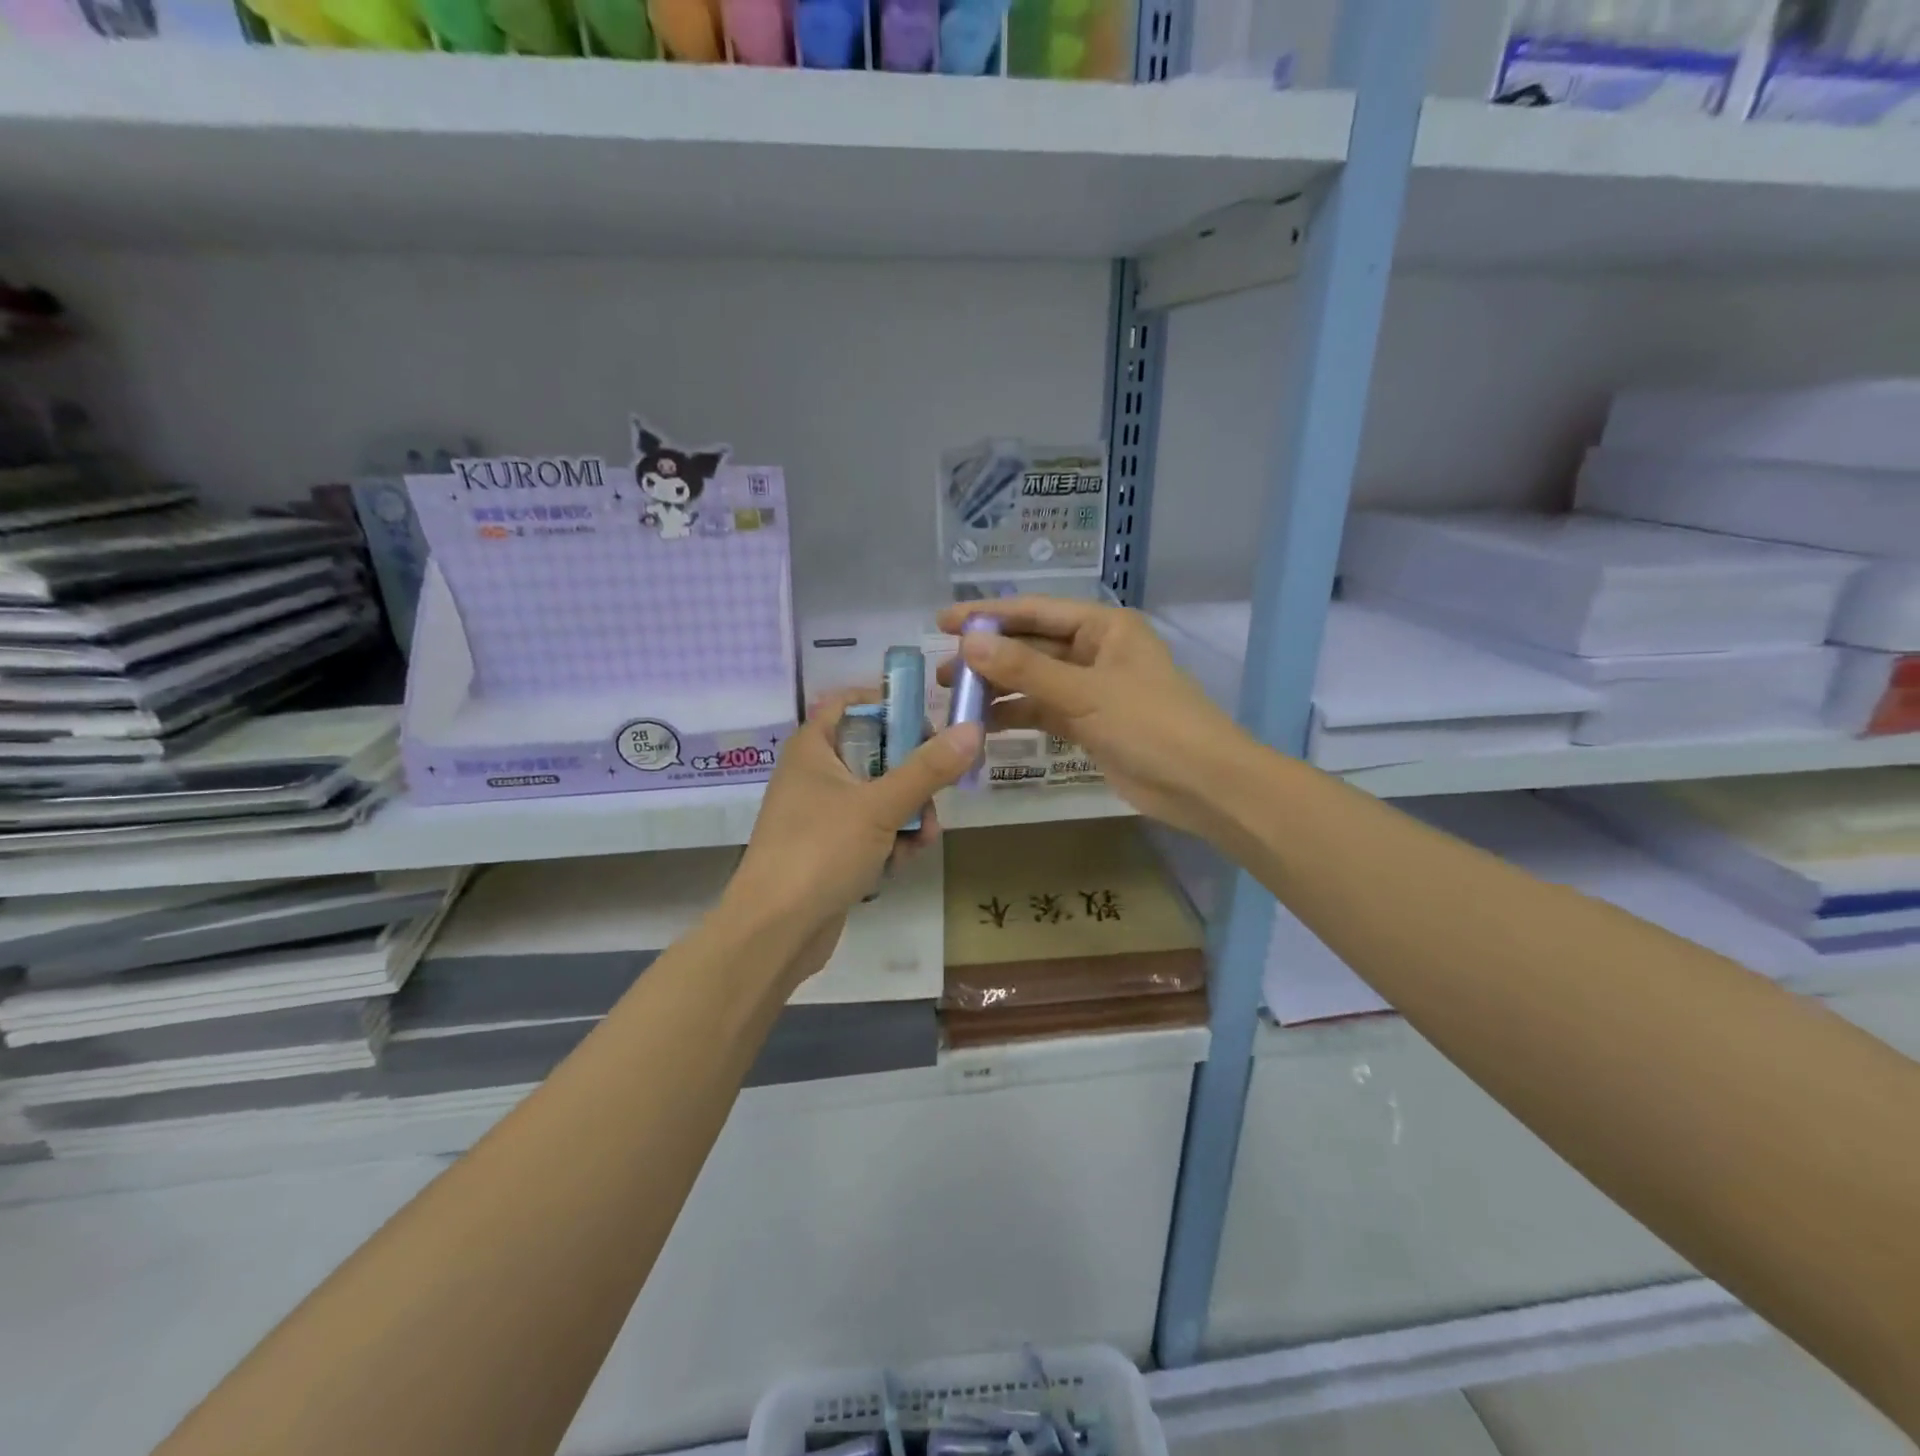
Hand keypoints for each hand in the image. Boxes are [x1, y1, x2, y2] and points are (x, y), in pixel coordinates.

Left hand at [728, 690, 983, 965]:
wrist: (774, 932)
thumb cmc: (820, 852)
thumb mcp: (880, 806)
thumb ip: (928, 768)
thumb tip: (972, 728)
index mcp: (813, 748)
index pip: (850, 703)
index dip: (889, 705)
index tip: (928, 723)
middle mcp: (815, 774)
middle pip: (876, 753)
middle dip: (913, 777)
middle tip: (938, 793)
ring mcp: (821, 814)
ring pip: (880, 796)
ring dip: (909, 815)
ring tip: (921, 841)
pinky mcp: (830, 849)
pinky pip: (871, 831)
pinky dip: (890, 842)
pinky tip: (901, 864)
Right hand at [935, 596, 1252, 838]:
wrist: (1201, 784)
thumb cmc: (1150, 725)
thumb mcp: (1085, 692)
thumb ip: (1025, 669)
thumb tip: (968, 643)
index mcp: (1104, 627)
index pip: (1036, 611)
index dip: (988, 615)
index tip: (943, 621)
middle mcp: (1095, 651)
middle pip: (1031, 645)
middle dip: (988, 656)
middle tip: (942, 670)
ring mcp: (1091, 689)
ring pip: (1033, 681)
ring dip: (997, 688)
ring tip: (954, 699)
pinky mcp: (1087, 723)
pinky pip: (1042, 711)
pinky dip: (1015, 715)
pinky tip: (982, 724)